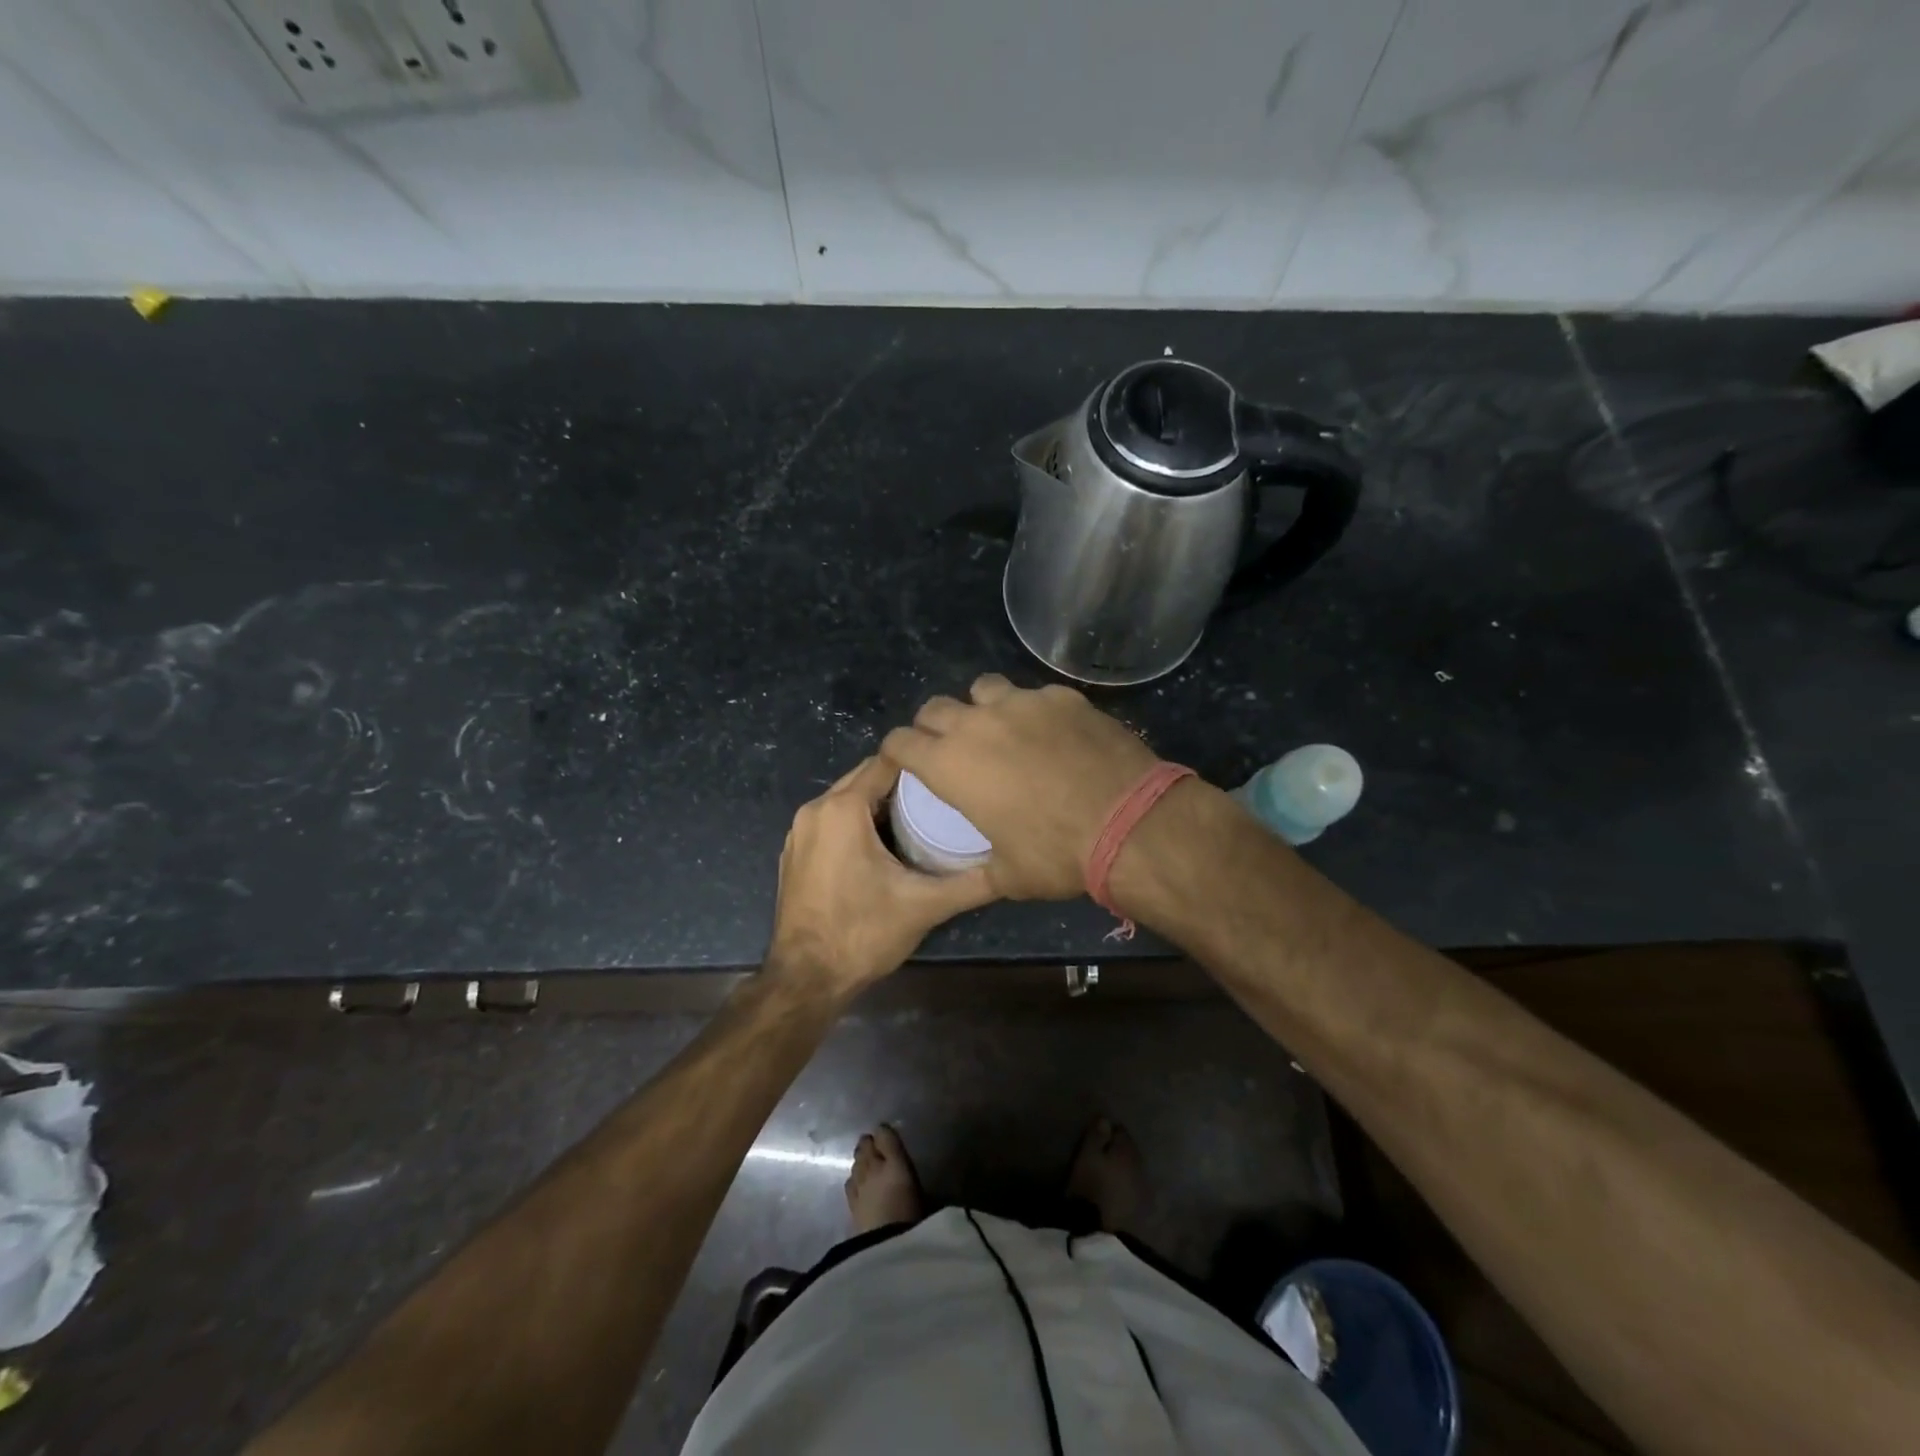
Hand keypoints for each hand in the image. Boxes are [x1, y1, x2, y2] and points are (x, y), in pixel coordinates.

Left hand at [767, 756, 996, 996]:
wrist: (806, 979)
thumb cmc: (863, 933)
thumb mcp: (925, 905)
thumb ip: (971, 883)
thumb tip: (1012, 868)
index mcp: (842, 809)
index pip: (886, 762)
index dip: (920, 763)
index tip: (950, 772)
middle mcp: (815, 810)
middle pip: (864, 777)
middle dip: (901, 782)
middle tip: (942, 796)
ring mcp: (799, 832)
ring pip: (846, 798)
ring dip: (879, 802)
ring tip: (920, 817)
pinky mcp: (794, 852)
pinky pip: (831, 820)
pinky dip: (856, 821)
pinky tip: (884, 844)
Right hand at [881, 675, 1158, 900]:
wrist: (1128, 822)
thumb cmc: (1057, 855)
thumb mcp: (1008, 876)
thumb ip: (981, 868)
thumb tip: (980, 872)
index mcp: (950, 765)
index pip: (900, 742)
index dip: (897, 751)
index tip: (904, 760)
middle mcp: (977, 724)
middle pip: (934, 707)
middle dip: (933, 726)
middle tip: (950, 747)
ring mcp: (1021, 703)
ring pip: (983, 688)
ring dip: (981, 707)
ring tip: (1000, 730)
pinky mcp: (1062, 697)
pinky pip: (1034, 695)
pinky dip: (1032, 711)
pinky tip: (1054, 734)